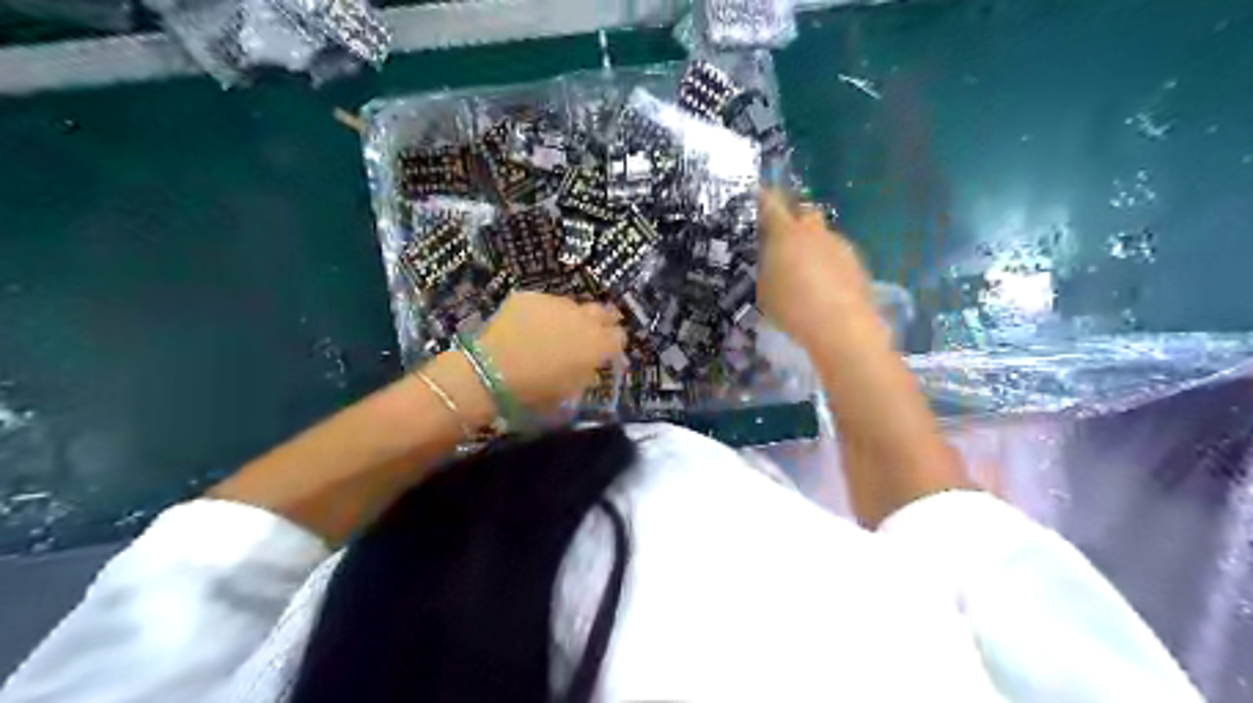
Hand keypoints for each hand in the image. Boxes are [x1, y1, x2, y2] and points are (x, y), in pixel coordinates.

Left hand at [475, 290, 627, 411]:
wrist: (491, 373)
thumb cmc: (535, 391)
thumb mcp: (570, 392)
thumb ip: (587, 375)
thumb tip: (592, 367)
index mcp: (597, 344)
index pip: (619, 336)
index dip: (614, 344)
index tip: (608, 352)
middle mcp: (582, 318)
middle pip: (602, 312)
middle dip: (601, 321)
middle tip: (590, 333)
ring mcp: (556, 303)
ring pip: (572, 306)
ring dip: (570, 317)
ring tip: (555, 330)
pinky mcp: (531, 297)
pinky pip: (544, 303)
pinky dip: (543, 314)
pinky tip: (529, 327)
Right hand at [752, 189, 877, 351]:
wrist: (839, 325)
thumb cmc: (791, 308)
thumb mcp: (764, 290)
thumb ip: (766, 268)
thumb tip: (771, 260)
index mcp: (786, 233)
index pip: (771, 203)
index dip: (763, 198)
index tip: (758, 195)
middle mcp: (814, 232)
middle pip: (805, 211)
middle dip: (795, 218)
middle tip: (784, 237)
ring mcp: (839, 245)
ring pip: (823, 235)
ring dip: (814, 245)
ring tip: (806, 270)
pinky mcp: (857, 263)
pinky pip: (837, 255)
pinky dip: (829, 264)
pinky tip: (824, 286)